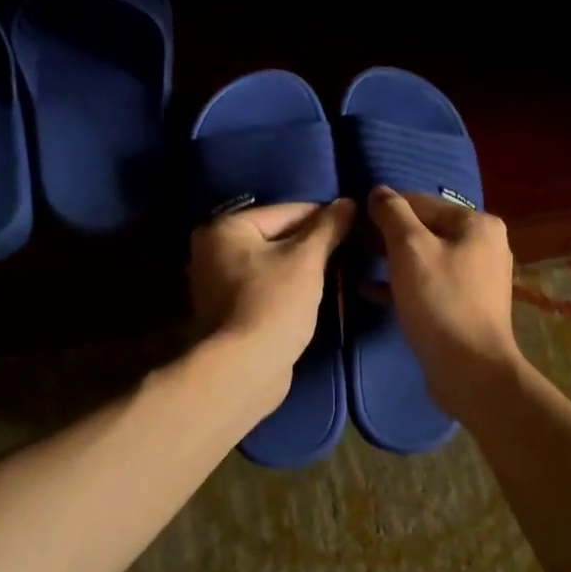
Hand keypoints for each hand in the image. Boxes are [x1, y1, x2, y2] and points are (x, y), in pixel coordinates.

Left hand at [189, 199, 354, 399]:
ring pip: (273, 264)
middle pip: (277, 237)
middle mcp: (213, 250)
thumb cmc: (274, 304)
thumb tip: (348, 202)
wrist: (245, 369)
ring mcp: (218, 284)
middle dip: (313, 245)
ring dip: (303, 268)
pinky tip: (315, 294)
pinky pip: (267, 287)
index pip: (286, 211)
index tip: (356, 226)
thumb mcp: (307, 260)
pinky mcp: (229, 312)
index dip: (324, 218)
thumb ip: (329, 228)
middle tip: (350, 251)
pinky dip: (289, 289)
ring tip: (339, 272)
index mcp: (226, 228)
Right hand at [368, 187, 520, 417]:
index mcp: (477, 223)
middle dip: (386, 235)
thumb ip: (392, 214)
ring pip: (424, 258)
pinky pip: (428, 284)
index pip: (421, 202)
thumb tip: (378, 191)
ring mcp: (476, 278)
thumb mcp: (410, 249)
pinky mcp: (465, 305)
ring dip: (390, 260)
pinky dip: (401, 284)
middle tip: (352, 243)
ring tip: (356, 262)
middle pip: (425, 229)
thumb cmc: (440, 301)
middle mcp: (483, 245)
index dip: (384, 208)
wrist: (471, 370)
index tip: (352, 218)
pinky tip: (368, 290)